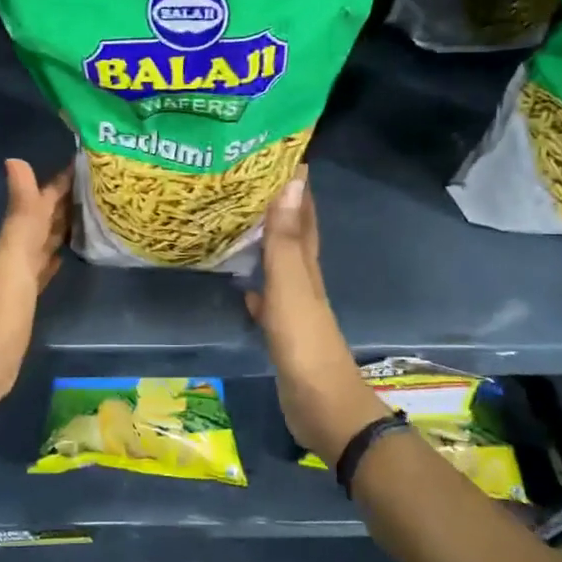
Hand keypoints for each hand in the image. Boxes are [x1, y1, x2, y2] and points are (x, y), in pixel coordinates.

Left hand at [0, 159, 70, 405]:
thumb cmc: (2, 310)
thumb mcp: (13, 256)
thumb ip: (19, 212)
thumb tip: (14, 159)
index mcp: (17, 240)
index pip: (41, 201)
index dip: (61, 180)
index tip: (89, 159)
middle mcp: (18, 252)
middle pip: (45, 219)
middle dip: (67, 198)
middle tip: (101, 182)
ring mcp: (22, 277)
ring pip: (46, 242)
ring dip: (64, 225)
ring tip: (93, 211)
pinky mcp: (28, 300)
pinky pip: (46, 269)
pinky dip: (56, 256)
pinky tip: (67, 254)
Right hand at [246, 167, 382, 461]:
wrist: (321, 405)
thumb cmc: (304, 342)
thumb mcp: (290, 286)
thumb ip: (285, 240)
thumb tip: (291, 183)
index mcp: (307, 266)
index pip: (303, 217)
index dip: (298, 188)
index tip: (284, 156)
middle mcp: (304, 281)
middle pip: (293, 236)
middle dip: (280, 208)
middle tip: (253, 182)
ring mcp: (294, 308)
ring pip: (279, 265)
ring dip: (266, 243)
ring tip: (241, 222)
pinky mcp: (283, 332)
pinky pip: (267, 297)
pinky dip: (256, 285)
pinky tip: (243, 283)